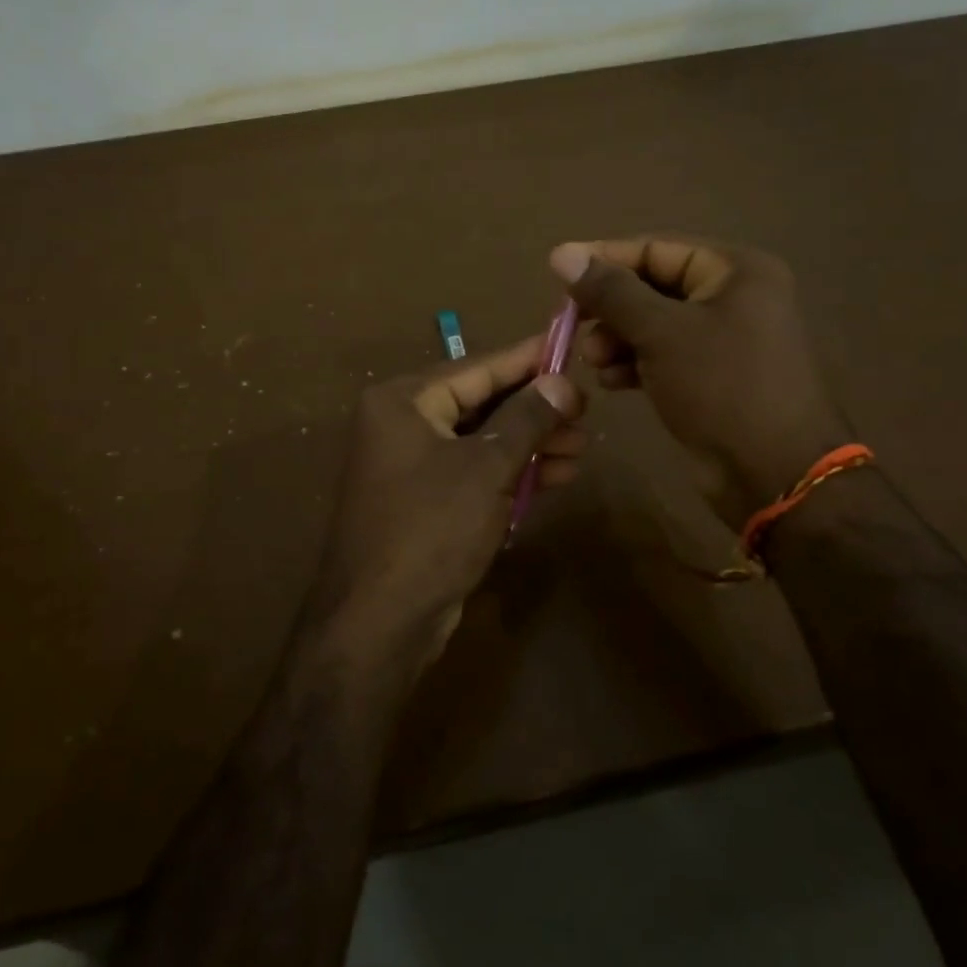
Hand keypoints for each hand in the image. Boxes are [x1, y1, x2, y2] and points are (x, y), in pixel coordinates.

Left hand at [304, 336, 585, 694]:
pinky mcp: (424, 502)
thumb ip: (526, 419)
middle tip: (586, 412)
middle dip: (535, 410)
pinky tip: (557, 475)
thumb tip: (562, 381)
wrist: (379, 621)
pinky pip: (475, 473)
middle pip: (481, 403)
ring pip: (482, 441)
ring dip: (531, 444)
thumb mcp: (486, 468)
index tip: (569, 344)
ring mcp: (411, 466)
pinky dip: (512, 473)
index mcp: (403, 402)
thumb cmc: (431, 529)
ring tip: (583, 447)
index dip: (527, 358)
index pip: (476, 367)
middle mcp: (401, 425)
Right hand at [549, 236, 851, 527]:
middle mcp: (733, 297)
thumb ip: (611, 292)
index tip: (558, 274)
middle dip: (610, 308)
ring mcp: (725, 340)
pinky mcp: (712, 378)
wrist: (774, 473)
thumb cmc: (721, 387)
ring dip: (617, 339)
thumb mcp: (661, 332)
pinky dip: (635, 364)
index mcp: (735, 271)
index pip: (657, 248)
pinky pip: (664, 357)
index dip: (604, 259)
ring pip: (655, 325)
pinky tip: (610, 381)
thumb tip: (562, 254)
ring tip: (592, 361)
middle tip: (573, 328)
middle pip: (653, 287)